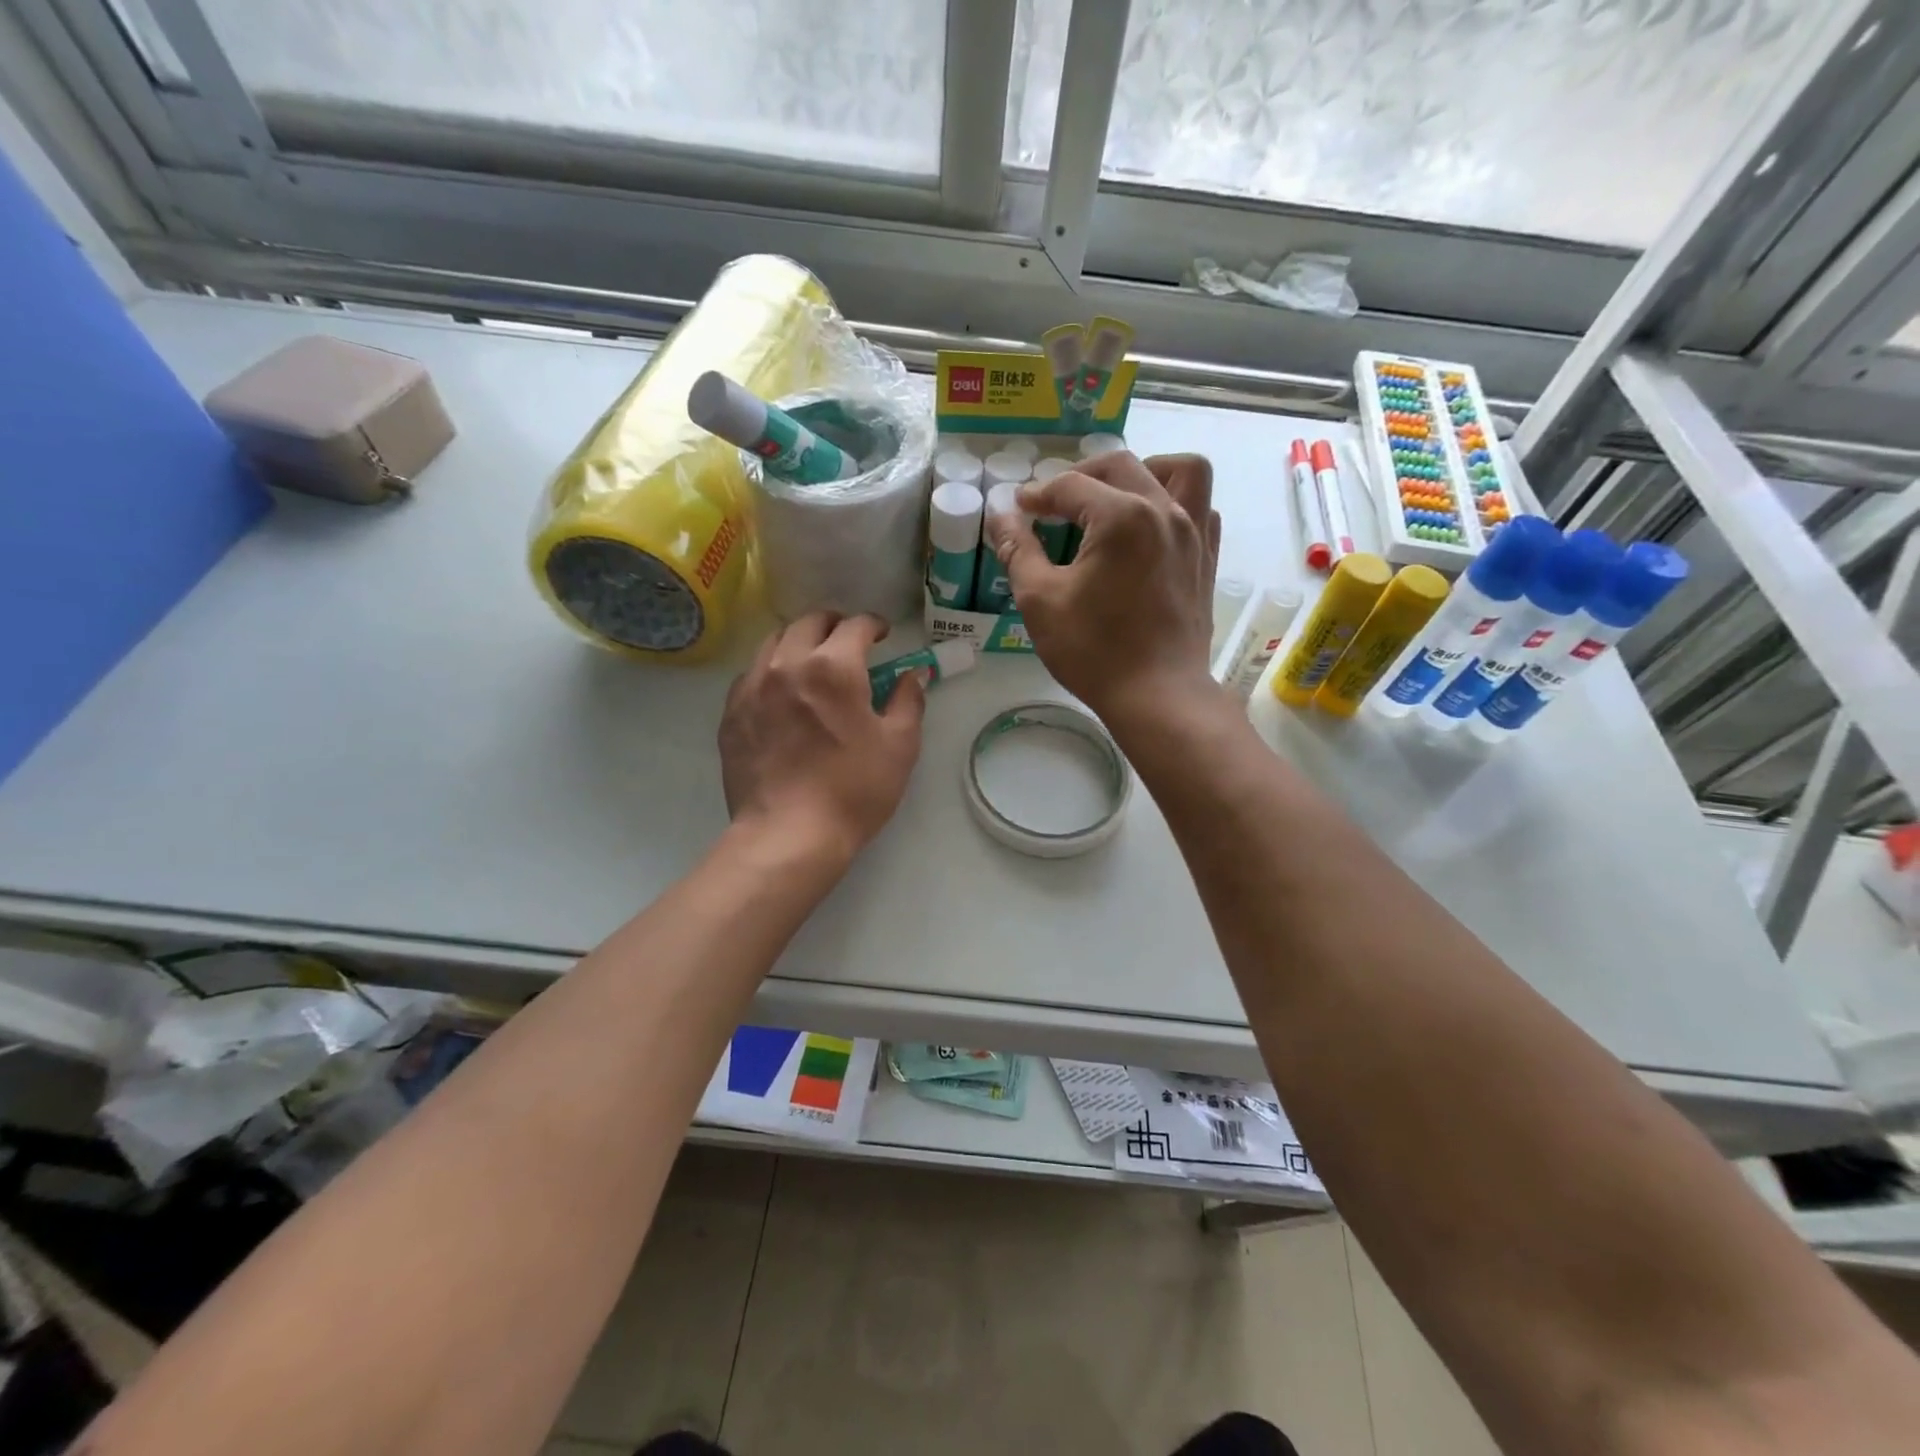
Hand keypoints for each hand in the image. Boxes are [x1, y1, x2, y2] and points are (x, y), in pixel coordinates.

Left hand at [719, 613, 925, 865]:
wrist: (789, 835)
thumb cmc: (854, 790)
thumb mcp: (899, 746)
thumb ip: (909, 701)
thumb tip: (915, 675)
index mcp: (833, 667)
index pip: (855, 625)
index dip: (874, 625)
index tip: (883, 635)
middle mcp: (787, 664)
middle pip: (809, 622)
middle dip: (834, 624)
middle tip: (849, 643)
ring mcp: (752, 686)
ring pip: (774, 641)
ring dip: (799, 641)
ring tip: (812, 661)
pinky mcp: (731, 713)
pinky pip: (751, 674)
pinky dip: (771, 669)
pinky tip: (782, 693)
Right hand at [986, 452, 1220, 727]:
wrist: (1157, 695)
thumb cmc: (1094, 650)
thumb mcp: (1040, 601)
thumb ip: (1019, 551)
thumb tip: (1001, 517)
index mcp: (1122, 516)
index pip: (1070, 486)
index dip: (1037, 494)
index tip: (1018, 508)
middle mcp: (1164, 511)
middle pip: (1120, 466)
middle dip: (1080, 475)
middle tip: (1054, 502)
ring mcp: (1194, 533)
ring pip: (1180, 471)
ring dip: (1144, 471)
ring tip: (1117, 495)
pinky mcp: (1206, 559)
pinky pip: (1201, 508)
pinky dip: (1176, 503)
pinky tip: (1151, 527)